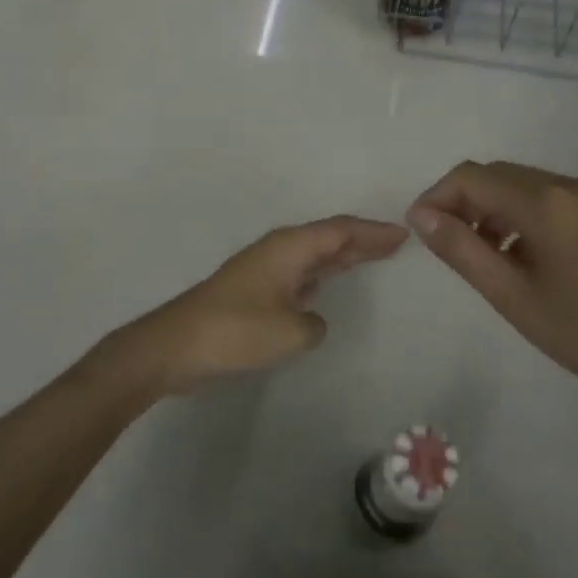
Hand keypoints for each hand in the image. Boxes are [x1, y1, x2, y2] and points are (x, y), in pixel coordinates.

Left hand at [119, 216, 408, 393]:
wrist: (175, 346)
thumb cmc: (236, 331)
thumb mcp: (291, 332)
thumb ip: (314, 323)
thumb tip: (310, 319)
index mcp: (289, 248)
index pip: (340, 231)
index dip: (372, 232)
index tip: (402, 234)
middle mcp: (277, 251)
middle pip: (328, 238)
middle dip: (362, 240)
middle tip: (395, 243)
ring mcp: (263, 270)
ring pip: (312, 255)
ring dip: (341, 256)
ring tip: (371, 257)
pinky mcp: (252, 291)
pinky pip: (299, 274)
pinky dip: (320, 275)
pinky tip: (326, 285)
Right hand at [409, 161, 577, 414]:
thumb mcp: (512, 295)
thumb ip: (462, 250)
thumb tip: (421, 215)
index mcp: (544, 203)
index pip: (471, 177)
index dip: (437, 197)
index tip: (420, 230)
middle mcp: (568, 185)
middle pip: (497, 175)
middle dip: (463, 202)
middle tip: (448, 245)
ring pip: (522, 185)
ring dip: (492, 208)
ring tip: (482, 255)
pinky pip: (548, 197)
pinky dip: (520, 214)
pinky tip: (520, 254)